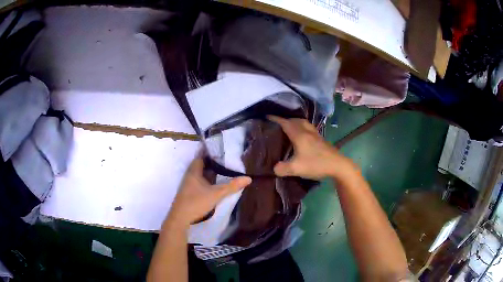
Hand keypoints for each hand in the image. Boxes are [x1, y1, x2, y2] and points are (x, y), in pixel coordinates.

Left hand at [166, 157, 251, 227]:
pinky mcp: (189, 193)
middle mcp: (190, 176)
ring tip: (222, 171)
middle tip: (225, 160)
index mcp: (194, 172)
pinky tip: (214, 184)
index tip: (220, 150)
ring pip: (200, 175)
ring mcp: (188, 185)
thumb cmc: (196, 202)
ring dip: (209, 172)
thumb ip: (231, 186)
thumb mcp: (216, 194)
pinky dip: (206, 181)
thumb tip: (248, 178)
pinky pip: (199, 182)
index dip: (209, 152)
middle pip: (201, 165)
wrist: (180, 218)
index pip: (201, 156)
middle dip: (211, 163)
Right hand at [268, 116, 358, 181]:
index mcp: (299, 135)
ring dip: (295, 122)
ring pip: (304, 123)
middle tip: (277, 124)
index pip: (285, 123)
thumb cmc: (316, 164)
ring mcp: (316, 135)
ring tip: (289, 128)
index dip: (275, 119)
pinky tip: (302, 137)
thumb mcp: (296, 169)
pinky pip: (309, 128)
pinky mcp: (321, 140)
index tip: (266, 116)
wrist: (338, 166)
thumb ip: (282, 169)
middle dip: (285, 120)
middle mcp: (307, 132)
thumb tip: (275, 168)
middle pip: (295, 120)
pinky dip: (302, 128)